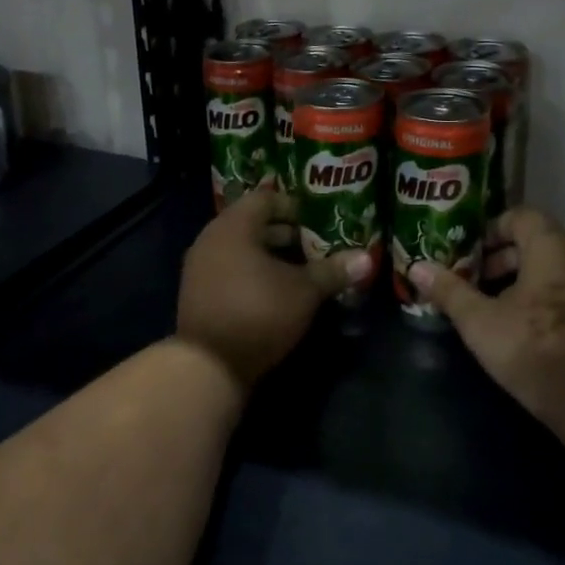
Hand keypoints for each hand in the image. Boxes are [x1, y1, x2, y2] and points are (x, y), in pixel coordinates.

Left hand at [177, 190, 373, 389]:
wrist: (208, 365)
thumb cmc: (258, 313)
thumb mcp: (303, 291)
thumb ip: (332, 271)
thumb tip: (366, 258)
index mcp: (234, 226)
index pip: (265, 199)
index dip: (293, 206)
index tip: (317, 222)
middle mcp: (211, 239)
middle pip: (252, 223)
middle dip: (285, 233)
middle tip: (315, 246)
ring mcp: (200, 267)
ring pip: (241, 249)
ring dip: (270, 256)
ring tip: (300, 271)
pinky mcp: (198, 293)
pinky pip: (229, 269)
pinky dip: (252, 273)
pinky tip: (276, 292)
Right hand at [409, 208, 564, 467]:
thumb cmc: (535, 349)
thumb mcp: (480, 321)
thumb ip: (449, 290)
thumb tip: (416, 267)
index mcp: (552, 244)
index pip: (518, 216)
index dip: (488, 231)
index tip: (465, 253)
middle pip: (534, 239)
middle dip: (499, 257)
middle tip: (472, 279)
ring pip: (550, 264)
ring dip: (519, 276)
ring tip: (490, 303)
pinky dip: (542, 291)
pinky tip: (520, 322)